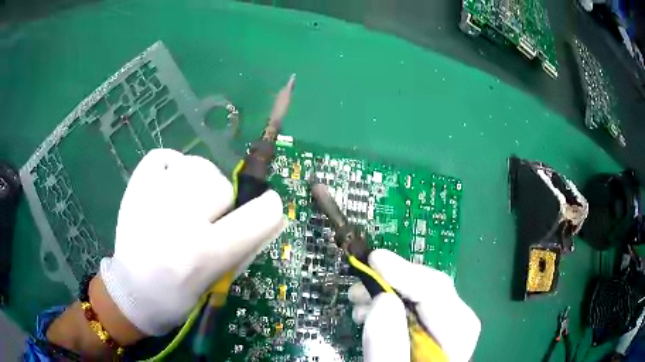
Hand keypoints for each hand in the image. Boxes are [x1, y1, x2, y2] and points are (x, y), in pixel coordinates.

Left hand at [99, 149, 284, 335]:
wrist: (132, 292)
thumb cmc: (179, 297)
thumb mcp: (219, 281)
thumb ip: (246, 246)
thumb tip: (270, 212)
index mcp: (204, 253)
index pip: (259, 216)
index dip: (269, 210)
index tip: (265, 210)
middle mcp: (178, 221)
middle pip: (222, 186)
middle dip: (222, 205)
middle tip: (207, 223)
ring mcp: (152, 197)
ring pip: (197, 166)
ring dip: (200, 185)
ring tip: (186, 204)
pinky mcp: (135, 186)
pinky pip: (164, 156)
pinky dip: (172, 167)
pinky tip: (168, 187)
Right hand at [349, 249, 480, 361]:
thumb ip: (389, 347)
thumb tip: (381, 299)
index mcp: (456, 339)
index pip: (438, 294)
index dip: (407, 272)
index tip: (374, 259)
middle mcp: (455, 330)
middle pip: (433, 293)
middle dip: (394, 281)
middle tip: (359, 284)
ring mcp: (443, 333)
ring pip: (421, 299)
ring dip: (388, 292)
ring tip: (358, 299)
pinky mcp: (427, 337)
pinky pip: (412, 312)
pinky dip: (389, 306)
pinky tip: (371, 312)